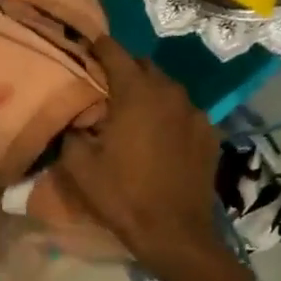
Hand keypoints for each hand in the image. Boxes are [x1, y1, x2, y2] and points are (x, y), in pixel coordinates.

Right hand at [56, 40, 252, 280]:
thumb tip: (73, 118)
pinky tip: (157, 135)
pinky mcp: (210, 133)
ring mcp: (195, 112)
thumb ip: (71, 131)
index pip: (114, 52)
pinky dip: (167, 114)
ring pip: (166, 88)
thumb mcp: (79, 166)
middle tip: (103, 87)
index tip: (84, 48)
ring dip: (147, 92)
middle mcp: (170, 92)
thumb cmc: (122, 196)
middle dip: (123, 70)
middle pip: (143, 66)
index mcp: (136, 93)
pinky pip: (183, 111)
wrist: (174, 233)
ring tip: (131, 112)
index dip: (97, 47)